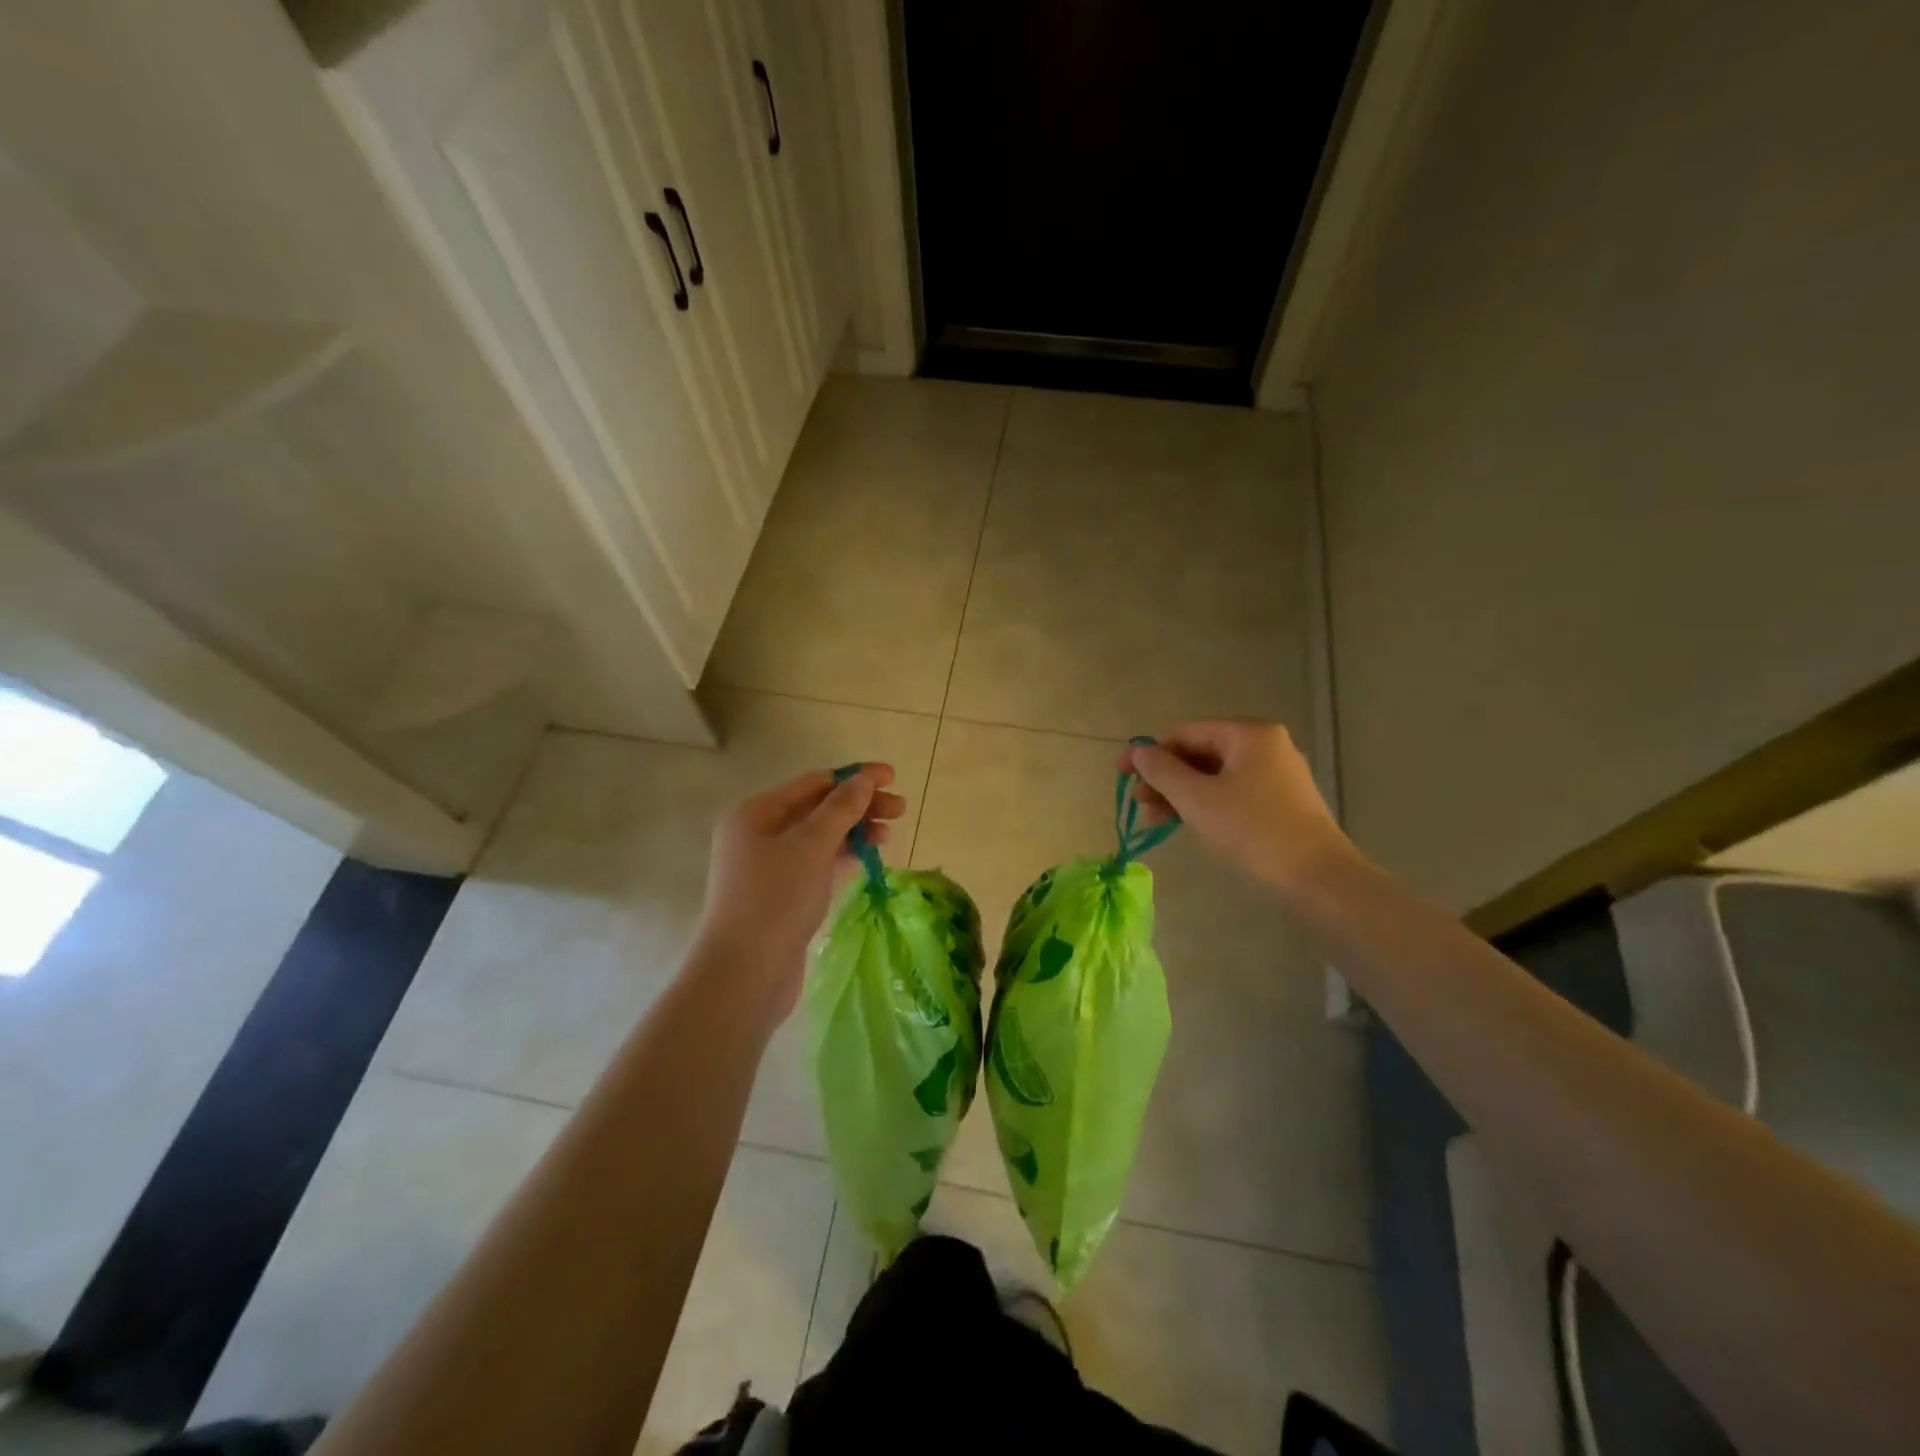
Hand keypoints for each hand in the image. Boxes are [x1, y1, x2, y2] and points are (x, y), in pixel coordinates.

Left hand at [692, 765, 904, 1025]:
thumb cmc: (775, 899)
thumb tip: (863, 779)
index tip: (892, 777)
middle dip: (859, 806)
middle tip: (900, 810)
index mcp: (755, 813)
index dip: (854, 777)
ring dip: (854, 832)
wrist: (744, 974)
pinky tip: (868, 859)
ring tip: (889, 835)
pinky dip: (843, 858)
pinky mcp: (783, 896)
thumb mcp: (811, 846)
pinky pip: (818, 864)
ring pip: (820, 838)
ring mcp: (769, 867)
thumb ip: (840, 809)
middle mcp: (758, 835)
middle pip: (817, 809)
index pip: (812, 783)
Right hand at [1121, 721, 1356, 895]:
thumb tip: (1139, 751)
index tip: (1121, 774)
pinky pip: (1233, 791)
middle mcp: (1266, 745)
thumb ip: (1162, 770)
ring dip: (1182, 793)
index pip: (1185, 732)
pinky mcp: (1282, 801)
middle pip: (1200, 752)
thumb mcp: (1196, 799)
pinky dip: (1206, 803)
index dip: (1149, 752)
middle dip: (1166, 776)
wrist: (1317, 877)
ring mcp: (1278, 773)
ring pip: (1215, 774)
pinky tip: (1189, 823)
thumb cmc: (1252, 830)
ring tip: (1158, 820)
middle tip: (1140, 803)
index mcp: (1248, 734)